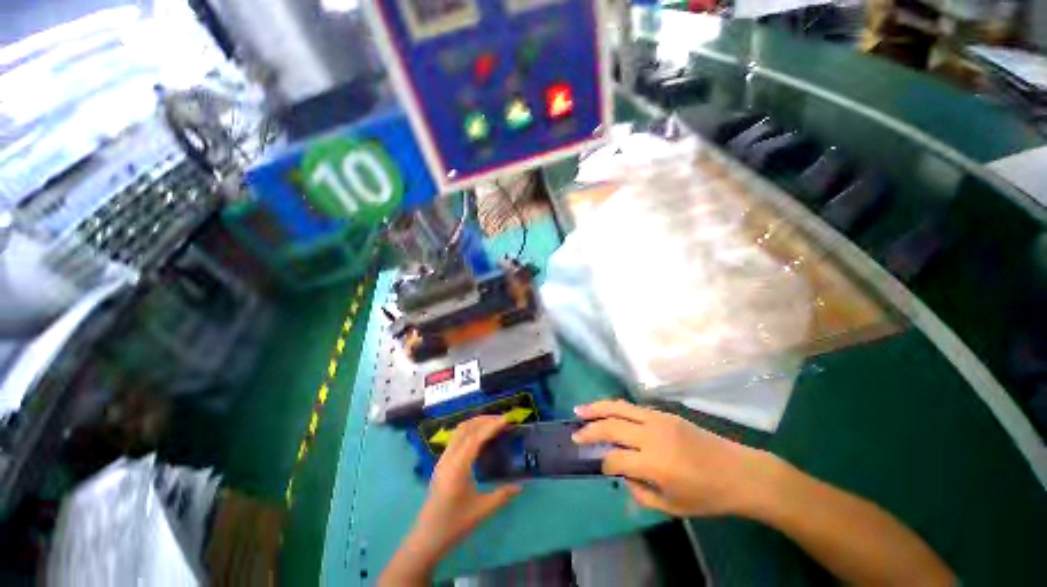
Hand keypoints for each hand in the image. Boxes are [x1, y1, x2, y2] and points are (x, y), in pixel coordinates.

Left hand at [381, 416, 520, 585]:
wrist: (427, 538)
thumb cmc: (454, 524)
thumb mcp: (481, 510)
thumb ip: (502, 495)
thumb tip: (521, 486)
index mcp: (458, 467)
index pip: (476, 437)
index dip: (492, 426)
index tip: (507, 419)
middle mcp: (449, 457)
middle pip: (466, 428)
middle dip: (485, 420)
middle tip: (503, 419)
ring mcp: (443, 459)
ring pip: (459, 431)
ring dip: (476, 422)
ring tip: (493, 423)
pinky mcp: (442, 462)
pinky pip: (456, 438)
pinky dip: (469, 430)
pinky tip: (479, 436)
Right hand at [573, 400, 780, 517]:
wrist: (740, 472)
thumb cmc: (708, 496)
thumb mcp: (672, 507)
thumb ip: (640, 492)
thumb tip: (622, 475)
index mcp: (654, 464)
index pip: (615, 459)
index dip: (603, 463)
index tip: (599, 466)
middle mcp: (652, 437)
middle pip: (611, 427)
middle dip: (590, 430)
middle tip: (575, 434)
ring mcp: (658, 420)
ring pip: (619, 408)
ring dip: (596, 408)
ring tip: (579, 410)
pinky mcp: (664, 413)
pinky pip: (632, 407)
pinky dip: (614, 407)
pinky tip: (606, 410)